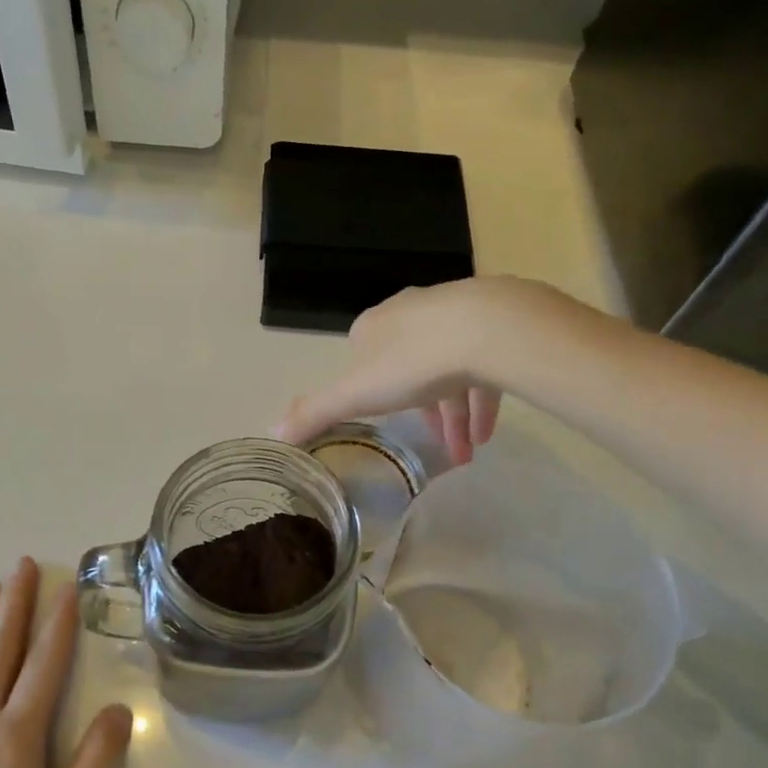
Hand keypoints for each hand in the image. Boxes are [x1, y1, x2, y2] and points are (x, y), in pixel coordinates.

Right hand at [274, 277, 577, 461]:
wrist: (489, 329)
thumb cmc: (413, 362)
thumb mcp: (356, 394)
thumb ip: (316, 412)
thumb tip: (272, 434)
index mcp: (375, 325)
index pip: (364, 355)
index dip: (368, 390)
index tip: (381, 420)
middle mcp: (413, 313)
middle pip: (409, 366)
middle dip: (419, 411)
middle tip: (431, 446)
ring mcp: (456, 315)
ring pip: (449, 370)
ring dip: (454, 416)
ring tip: (463, 454)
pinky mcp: (495, 324)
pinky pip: (483, 367)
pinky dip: (481, 404)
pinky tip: (485, 435)